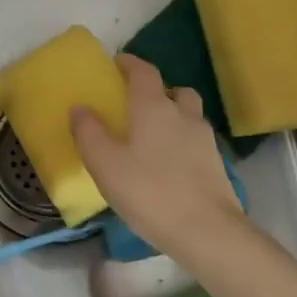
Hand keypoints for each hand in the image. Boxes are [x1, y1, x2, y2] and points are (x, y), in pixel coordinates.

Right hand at [70, 53, 244, 259]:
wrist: (208, 232)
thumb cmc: (149, 191)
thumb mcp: (105, 164)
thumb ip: (88, 132)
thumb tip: (79, 107)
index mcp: (153, 107)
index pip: (144, 72)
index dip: (130, 63)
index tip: (116, 63)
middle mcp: (182, 115)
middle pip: (174, 91)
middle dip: (156, 91)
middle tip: (136, 104)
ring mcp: (204, 140)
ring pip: (189, 115)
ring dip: (173, 116)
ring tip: (153, 137)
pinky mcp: (217, 166)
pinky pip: (196, 141)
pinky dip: (182, 143)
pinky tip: (169, 165)